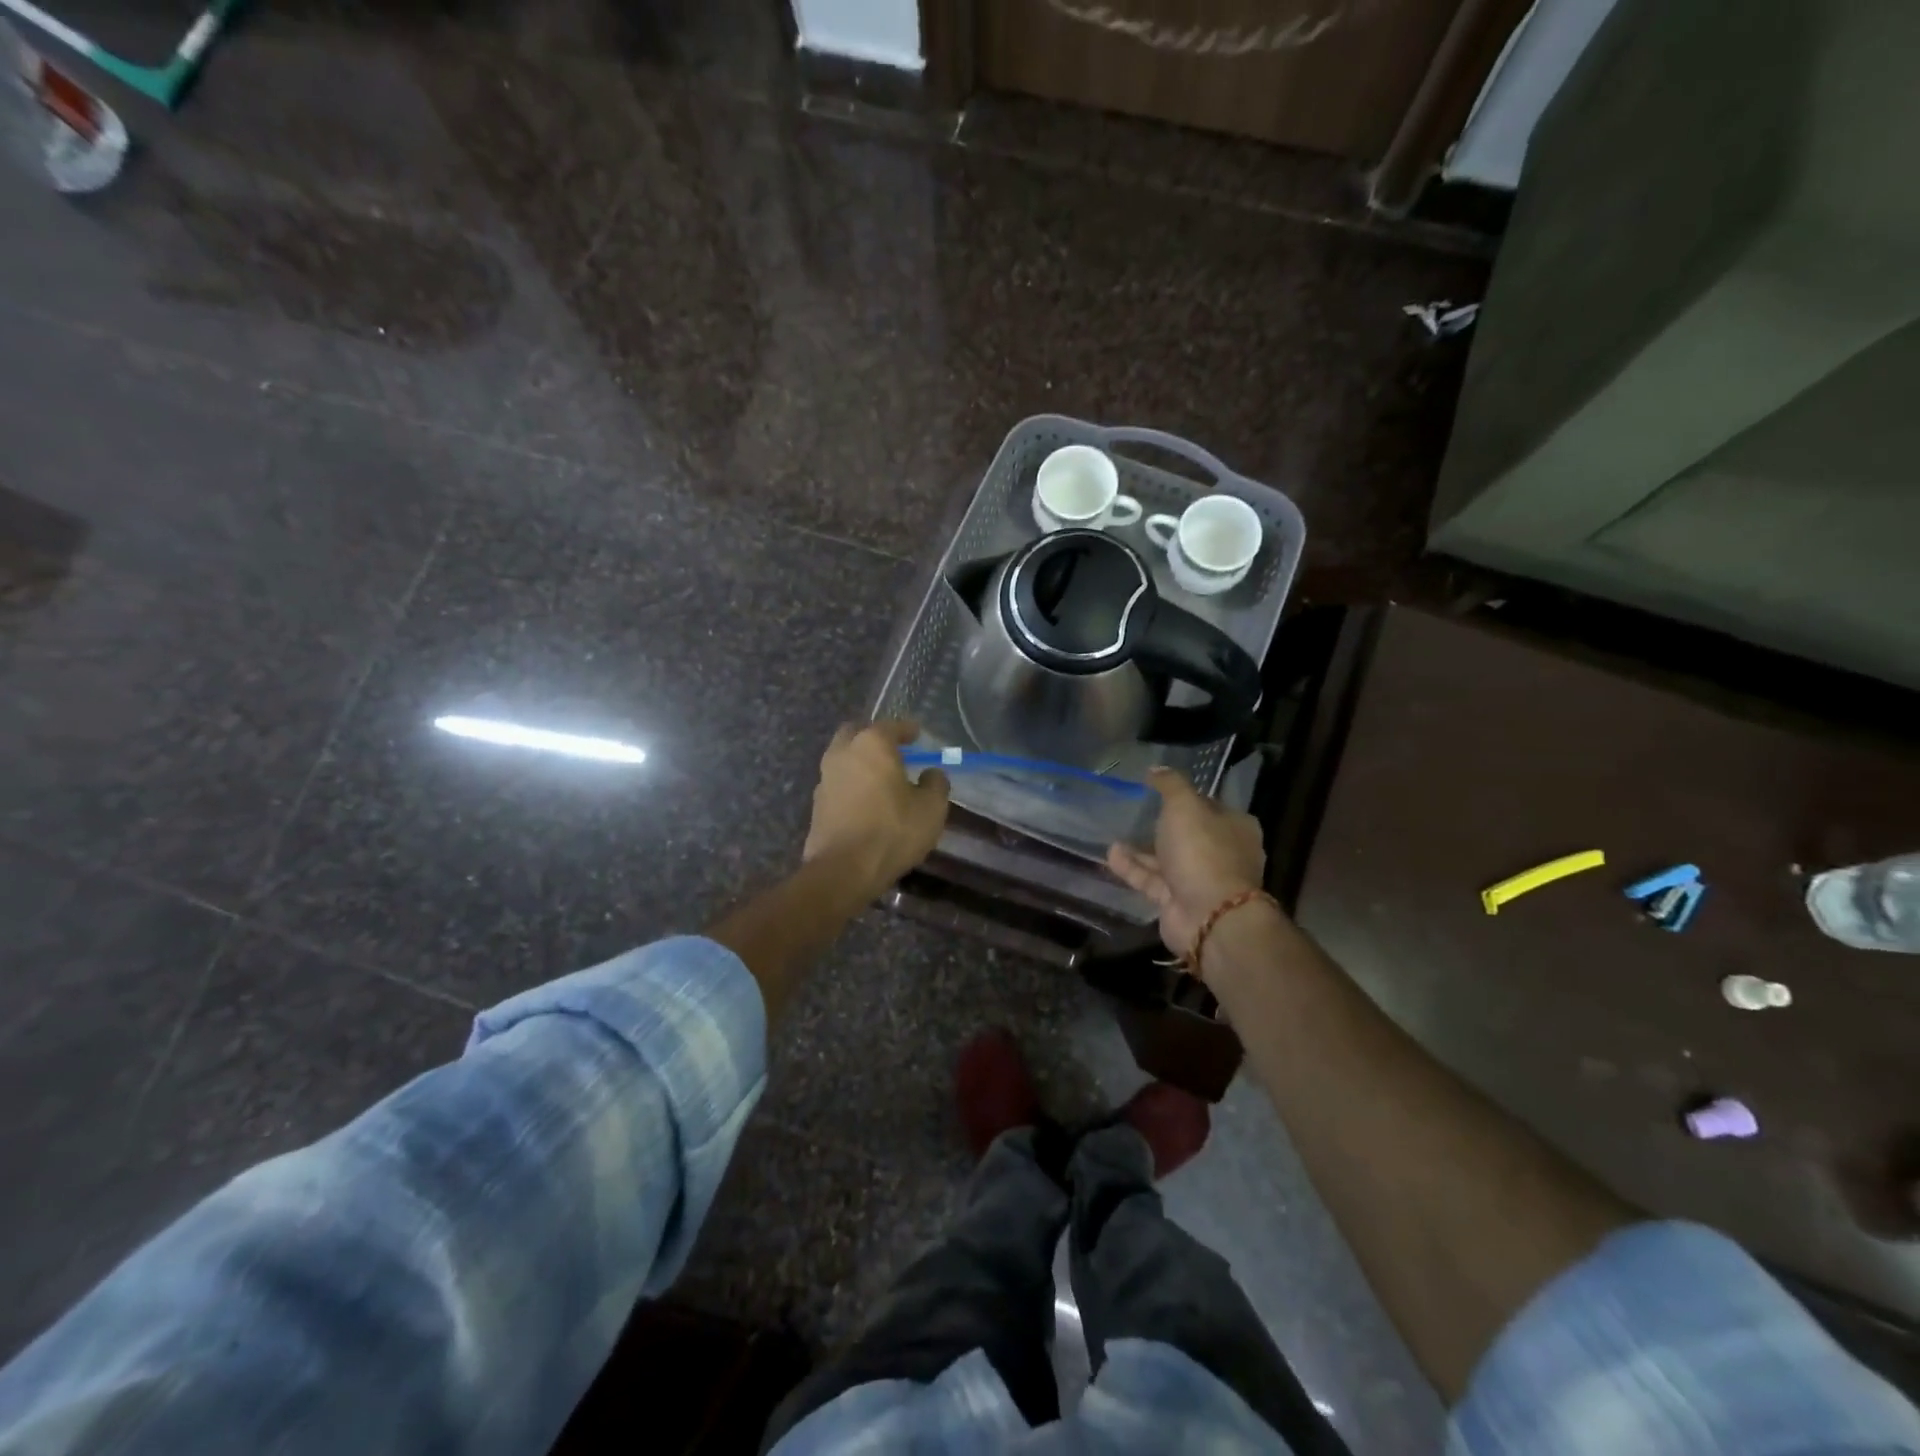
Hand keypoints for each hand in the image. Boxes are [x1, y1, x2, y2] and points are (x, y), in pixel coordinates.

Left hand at [803, 720, 950, 897]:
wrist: (843, 870)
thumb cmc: (893, 830)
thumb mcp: (931, 808)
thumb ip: (935, 784)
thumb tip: (931, 774)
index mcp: (871, 745)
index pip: (891, 726)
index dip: (907, 729)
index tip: (917, 733)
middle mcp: (843, 753)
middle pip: (856, 734)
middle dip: (873, 738)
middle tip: (892, 750)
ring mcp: (825, 779)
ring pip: (842, 759)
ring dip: (859, 762)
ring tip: (880, 778)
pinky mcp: (817, 805)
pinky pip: (837, 784)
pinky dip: (851, 785)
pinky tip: (865, 801)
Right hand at [1107, 767, 1267, 959]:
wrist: (1209, 915)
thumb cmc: (1203, 851)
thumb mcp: (1185, 806)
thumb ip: (1170, 785)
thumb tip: (1156, 769)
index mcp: (1235, 827)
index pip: (1209, 805)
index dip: (1185, 797)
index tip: (1157, 790)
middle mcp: (1221, 853)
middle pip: (1188, 834)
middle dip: (1161, 825)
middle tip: (1133, 812)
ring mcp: (1200, 880)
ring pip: (1167, 859)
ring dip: (1141, 848)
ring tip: (1114, 833)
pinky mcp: (1178, 902)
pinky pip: (1152, 880)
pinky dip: (1133, 868)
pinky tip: (1111, 855)